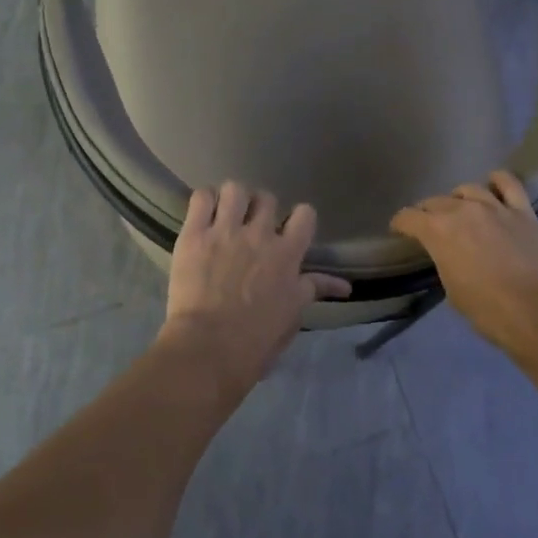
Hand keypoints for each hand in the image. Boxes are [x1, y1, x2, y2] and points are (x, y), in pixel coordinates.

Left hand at [161, 182, 350, 388]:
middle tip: (250, 226)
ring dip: (232, 200)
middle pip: (267, 198)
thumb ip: (313, 290)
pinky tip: (203, 216)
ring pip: (235, 189)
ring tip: (225, 215)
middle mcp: (259, 234)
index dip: (297, 219)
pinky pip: (201, 197)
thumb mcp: (293, 316)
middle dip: (260, 209)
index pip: (305, 214)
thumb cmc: (256, 340)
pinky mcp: (194, 233)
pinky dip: (204, 201)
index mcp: (288, 254)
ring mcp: (225, 230)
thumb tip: (343, 286)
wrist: (209, 347)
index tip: (288, 230)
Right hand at [390, 171, 537, 352]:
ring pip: (468, 189)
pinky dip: (498, 181)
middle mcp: (461, 210)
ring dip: (459, 199)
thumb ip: (445, 263)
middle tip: (430, 226)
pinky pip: (508, 183)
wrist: (536, 310)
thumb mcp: (452, 290)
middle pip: (435, 201)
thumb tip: (450, 256)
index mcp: (437, 231)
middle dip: (427, 212)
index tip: (399, 231)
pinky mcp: (522, 210)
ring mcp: (494, 206)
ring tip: (461, 209)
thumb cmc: (487, 309)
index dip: (400, 224)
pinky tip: (493, 185)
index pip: (408, 217)